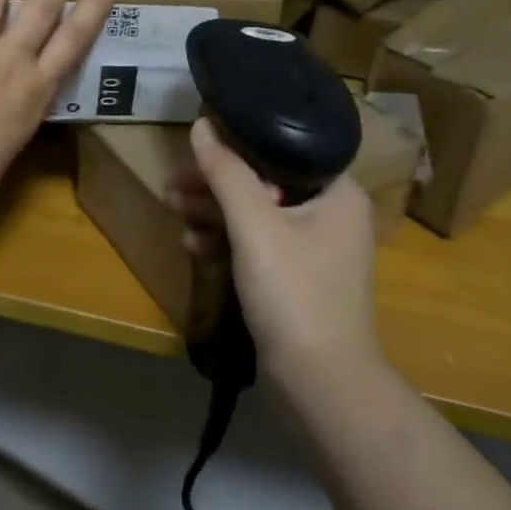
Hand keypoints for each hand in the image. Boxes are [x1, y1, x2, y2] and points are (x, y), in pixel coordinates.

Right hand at [170, 119, 381, 388]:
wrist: (319, 384)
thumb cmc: (294, 291)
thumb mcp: (254, 225)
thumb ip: (226, 172)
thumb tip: (202, 125)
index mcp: (337, 192)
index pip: (283, 149)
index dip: (237, 144)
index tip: (197, 146)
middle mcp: (331, 214)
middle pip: (264, 181)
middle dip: (215, 184)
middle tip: (173, 184)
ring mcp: (314, 249)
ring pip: (256, 214)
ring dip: (214, 211)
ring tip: (173, 208)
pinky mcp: (296, 278)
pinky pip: (257, 244)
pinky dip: (226, 240)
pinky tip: (193, 244)